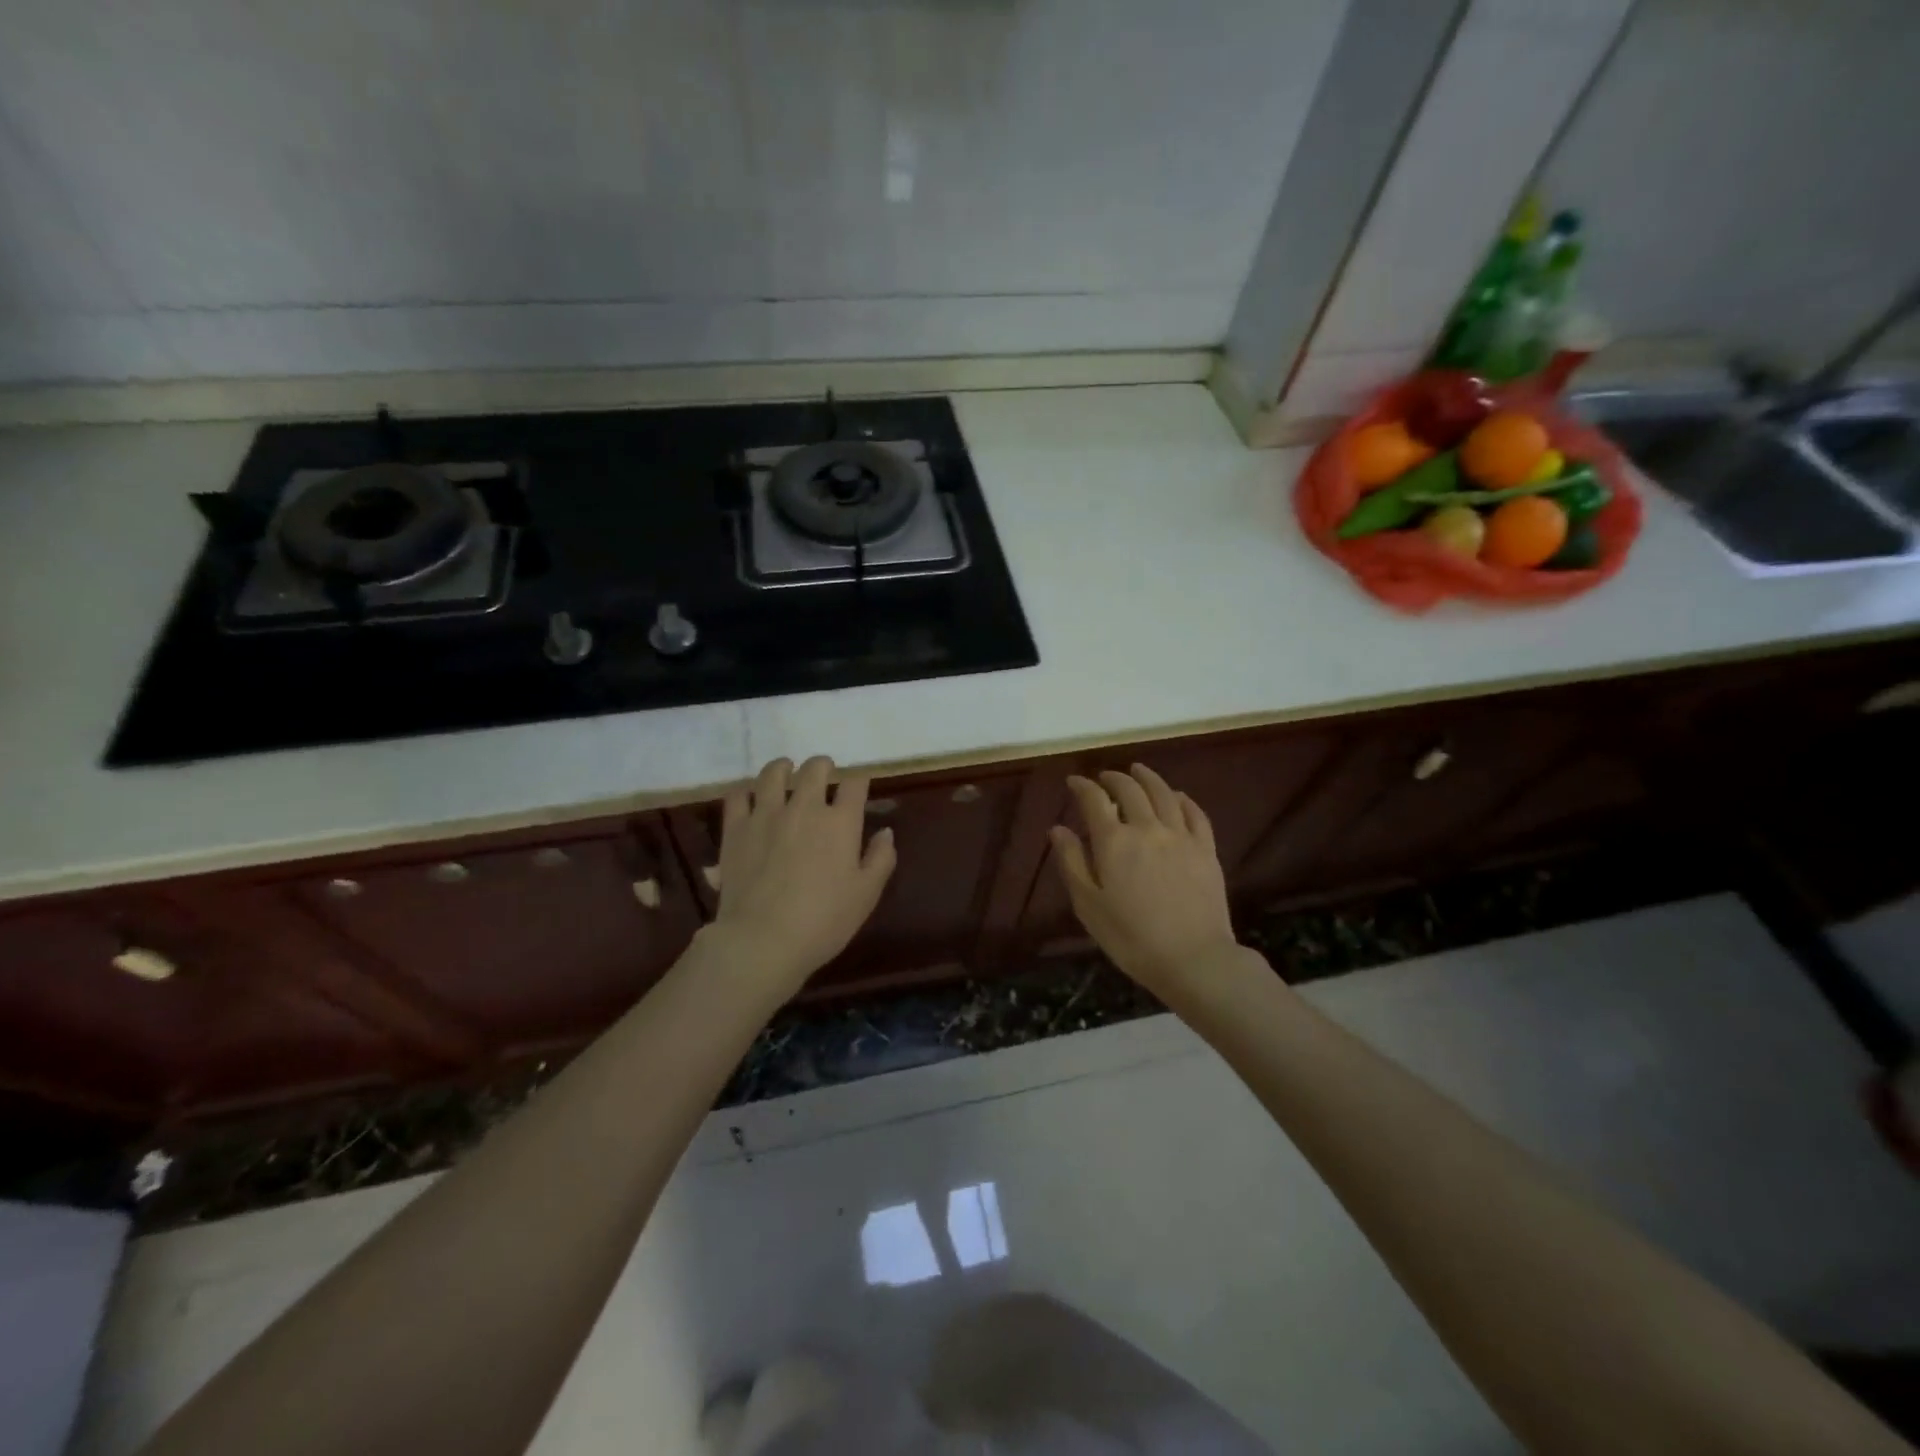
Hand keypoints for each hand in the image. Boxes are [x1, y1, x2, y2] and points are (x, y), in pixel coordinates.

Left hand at [708, 756, 896, 995]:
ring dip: (783, 767)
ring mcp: (766, 814)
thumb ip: (880, 859)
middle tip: (824, 773)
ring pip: (773, 773)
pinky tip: (750, 795)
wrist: (763, 940)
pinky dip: (745, 790)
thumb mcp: (866, 895)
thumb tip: (885, 832)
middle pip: (815, 769)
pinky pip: (737, 795)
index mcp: (840, 822)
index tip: (859, 787)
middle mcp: (804, 807)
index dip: (859, 781)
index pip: (854, 784)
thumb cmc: (824, 921)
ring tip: (786, 770)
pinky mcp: (735, 829)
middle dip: (823, 766)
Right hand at [1050, 765, 1238, 996]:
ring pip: (1164, 794)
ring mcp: (1180, 836)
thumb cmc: (1131, 938)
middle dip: (1114, 778)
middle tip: (1104, 777)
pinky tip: (1177, 796)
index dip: (1082, 786)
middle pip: (1130, 790)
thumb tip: (1058, 828)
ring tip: (1138, 770)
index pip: (1094, 800)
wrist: (1193, 958)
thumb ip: (1072, 863)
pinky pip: (1195, 813)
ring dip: (1148, 778)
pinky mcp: (1206, 850)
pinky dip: (1182, 799)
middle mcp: (1147, 829)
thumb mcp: (1088, 905)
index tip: (1074, 782)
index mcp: (1114, 842)